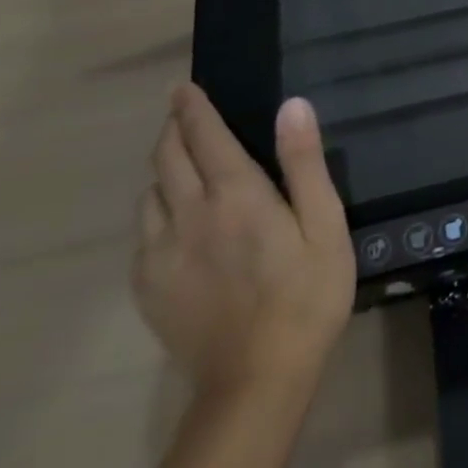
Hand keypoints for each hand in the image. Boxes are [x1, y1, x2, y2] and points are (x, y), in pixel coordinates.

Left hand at [136, 84, 355, 396]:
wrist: (257, 380)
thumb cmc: (307, 294)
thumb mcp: (325, 224)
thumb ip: (304, 163)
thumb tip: (291, 105)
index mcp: (236, 196)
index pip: (205, 136)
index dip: (193, 108)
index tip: (184, 87)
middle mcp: (189, 215)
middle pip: (167, 158)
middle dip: (173, 129)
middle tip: (182, 114)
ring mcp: (161, 254)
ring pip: (149, 194)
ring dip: (163, 169)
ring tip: (181, 164)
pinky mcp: (148, 287)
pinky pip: (142, 232)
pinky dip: (155, 210)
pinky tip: (174, 220)